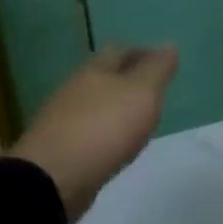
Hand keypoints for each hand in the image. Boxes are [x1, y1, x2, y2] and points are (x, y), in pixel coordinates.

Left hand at [11, 45, 178, 221]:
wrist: (53, 178)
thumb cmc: (104, 127)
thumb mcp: (142, 93)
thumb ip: (157, 70)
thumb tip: (169, 45)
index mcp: (95, 70)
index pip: (120, 51)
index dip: (142, 53)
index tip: (163, 64)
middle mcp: (75, 89)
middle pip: (104, 77)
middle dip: (127, 80)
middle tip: (153, 91)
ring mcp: (63, 120)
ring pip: (95, 104)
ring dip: (115, 107)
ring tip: (138, 119)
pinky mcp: (60, 148)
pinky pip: (88, 131)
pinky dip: (105, 131)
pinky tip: (115, 144)